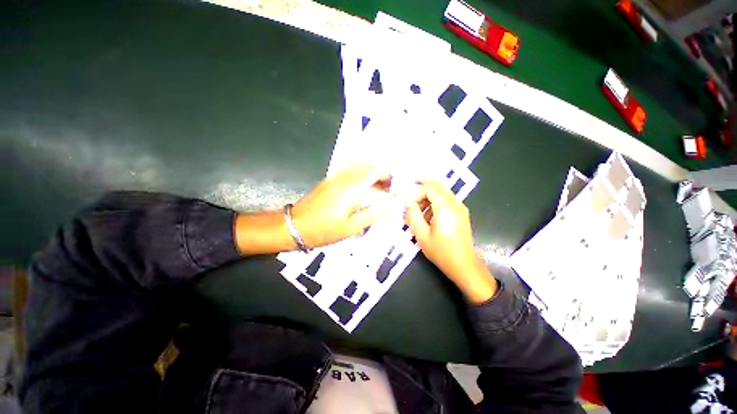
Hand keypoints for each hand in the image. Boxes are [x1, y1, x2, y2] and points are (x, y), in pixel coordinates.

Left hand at [291, 164, 390, 248]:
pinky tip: (359, 189)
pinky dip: (359, 175)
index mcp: (352, 187)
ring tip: (374, 188)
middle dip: (379, 174)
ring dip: (369, 174)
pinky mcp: (329, 180)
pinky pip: (348, 171)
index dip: (386, 175)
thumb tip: (391, 205)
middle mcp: (344, 177)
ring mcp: (335, 177)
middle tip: (385, 189)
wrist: (296, 226)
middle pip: (367, 166)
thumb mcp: (352, 227)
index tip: (391, 187)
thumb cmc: (325, 229)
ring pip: (357, 166)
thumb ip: (373, 214)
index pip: (374, 171)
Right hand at [405, 181, 496, 302]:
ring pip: (442, 191)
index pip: (429, 187)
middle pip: (437, 185)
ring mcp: (460, 207)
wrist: (464, 265)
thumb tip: (407, 203)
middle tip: (411, 202)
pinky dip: (435, 202)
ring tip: (418, 212)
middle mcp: (455, 203)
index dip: (416, 192)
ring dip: (428, 197)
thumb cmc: (441, 252)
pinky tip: (429, 217)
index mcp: (445, 207)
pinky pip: (446, 199)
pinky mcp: (461, 213)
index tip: (409, 204)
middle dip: (422, 190)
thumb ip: (413, 215)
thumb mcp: (421, 235)